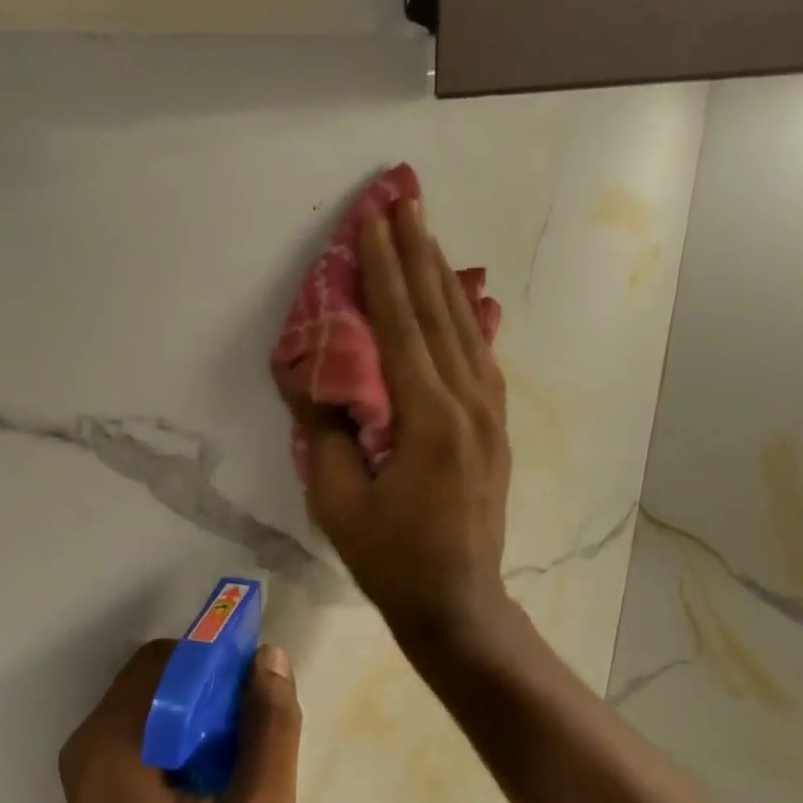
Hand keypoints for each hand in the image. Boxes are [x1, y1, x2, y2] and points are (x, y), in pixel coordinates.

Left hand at [59, 640, 301, 802]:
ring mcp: (87, 771)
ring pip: (153, 707)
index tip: (258, 689)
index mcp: (114, 745)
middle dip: (211, 690)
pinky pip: (145, 736)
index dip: (217, 660)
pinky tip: (216, 781)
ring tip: (242, 759)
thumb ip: (271, 732)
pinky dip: (183, 740)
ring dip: (201, 716)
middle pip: (158, 679)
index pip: (167, 659)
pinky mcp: (98, 793)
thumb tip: (270, 657)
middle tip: (256, 730)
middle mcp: (88, 746)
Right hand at [287, 196, 514, 652]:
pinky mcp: (495, 431)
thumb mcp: (340, 503)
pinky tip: (459, 302)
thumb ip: (327, 433)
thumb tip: (307, 380)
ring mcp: (490, 416)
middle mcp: (468, 404)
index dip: (383, 270)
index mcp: (429, 419)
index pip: (401, 326)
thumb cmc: (393, 560)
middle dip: (418, 254)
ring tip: (426, 235)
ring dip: (443, 278)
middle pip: (441, 313)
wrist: (457, 603)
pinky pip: (481, 359)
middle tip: (404, 199)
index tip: (373, 219)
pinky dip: (466, 321)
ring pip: (467, 330)